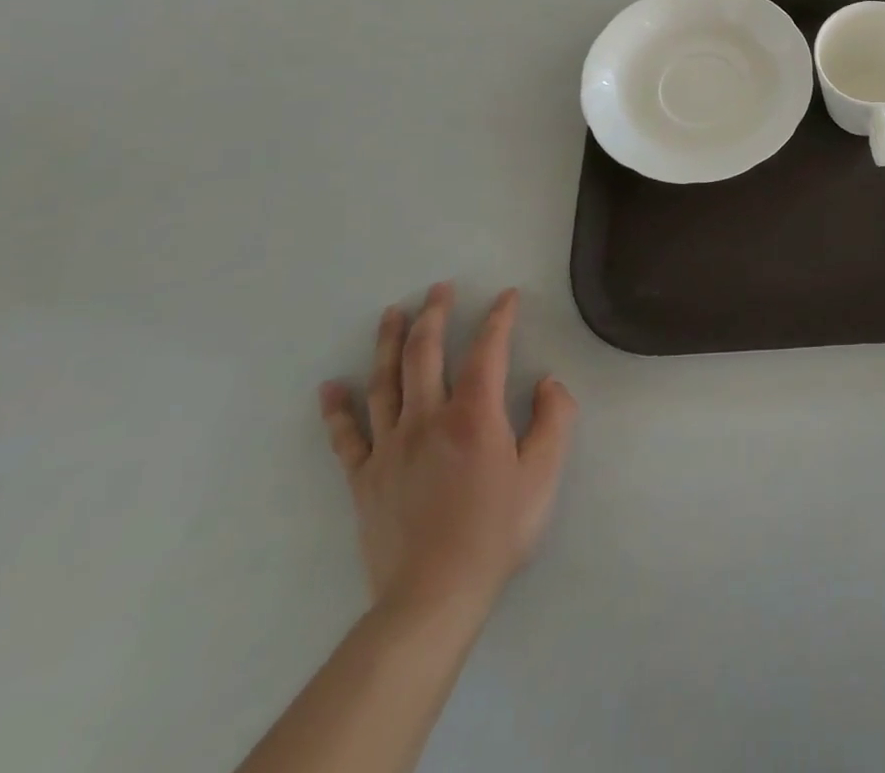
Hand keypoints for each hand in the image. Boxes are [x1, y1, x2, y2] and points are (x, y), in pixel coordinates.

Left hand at [318, 284, 577, 627]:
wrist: (433, 595)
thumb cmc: (497, 529)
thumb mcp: (544, 472)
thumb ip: (555, 418)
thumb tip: (547, 382)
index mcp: (473, 415)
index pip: (487, 350)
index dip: (499, 318)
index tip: (507, 296)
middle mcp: (427, 419)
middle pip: (425, 354)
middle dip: (434, 315)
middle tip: (439, 288)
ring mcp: (389, 448)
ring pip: (385, 383)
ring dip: (389, 344)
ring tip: (392, 314)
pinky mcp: (364, 479)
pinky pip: (346, 437)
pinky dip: (337, 410)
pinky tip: (329, 387)